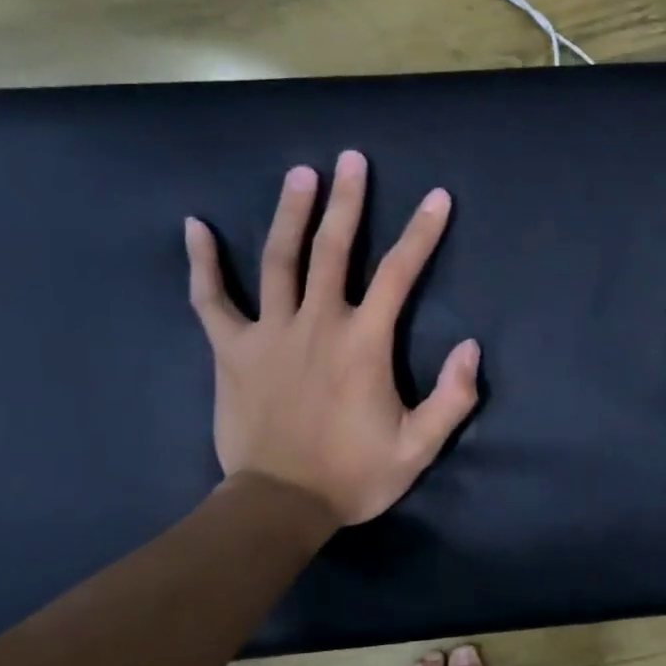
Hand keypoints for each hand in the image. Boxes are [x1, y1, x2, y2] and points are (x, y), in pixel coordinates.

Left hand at [184, 151, 480, 525]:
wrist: (278, 506)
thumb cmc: (354, 475)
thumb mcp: (419, 446)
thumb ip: (452, 397)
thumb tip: (470, 347)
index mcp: (364, 343)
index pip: (399, 273)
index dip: (421, 232)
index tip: (437, 197)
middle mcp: (317, 324)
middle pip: (333, 249)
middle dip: (347, 201)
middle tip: (351, 159)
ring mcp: (269, 334)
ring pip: (278, 260)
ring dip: (290, 213)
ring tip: (300, 174)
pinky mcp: (232, 351)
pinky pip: (212, 300)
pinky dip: (202, 264)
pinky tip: (195, 227)